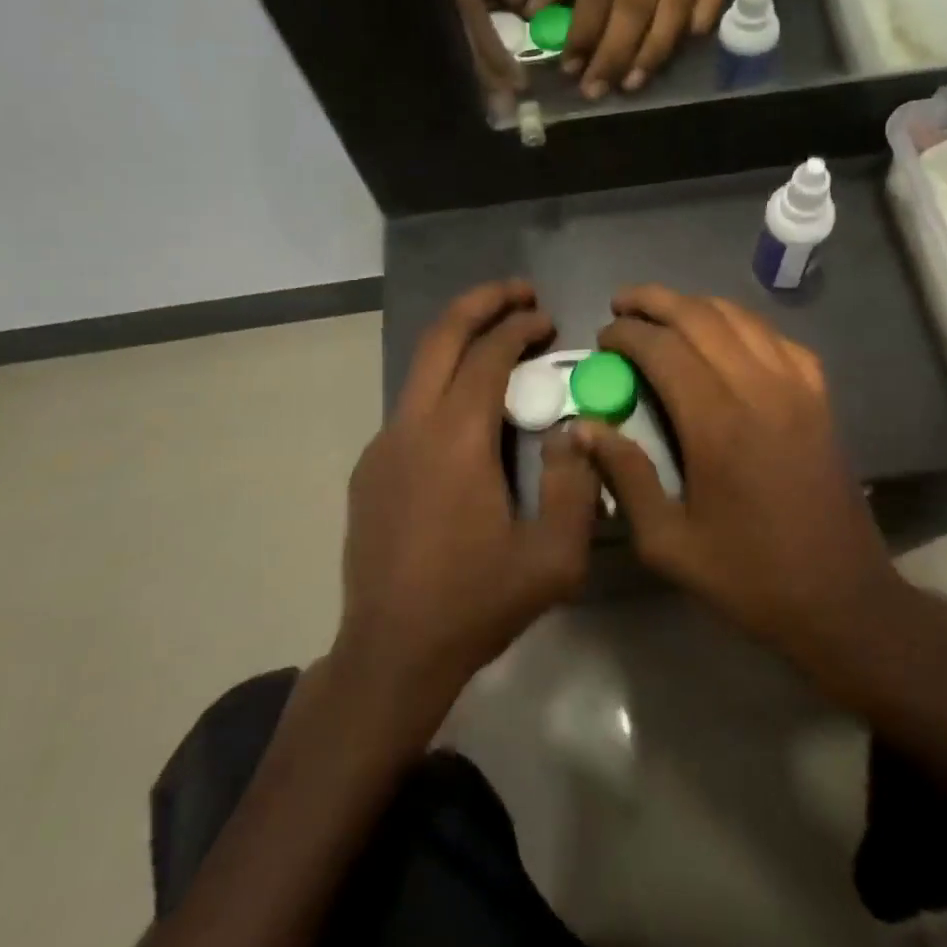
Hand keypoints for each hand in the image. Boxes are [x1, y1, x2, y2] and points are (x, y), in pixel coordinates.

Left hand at [340, 280, 600, 725]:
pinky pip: (411, 406)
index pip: (488, 355)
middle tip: (521, 293)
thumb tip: (574, 429)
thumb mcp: (554, 558)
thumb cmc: (476, 604)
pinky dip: (444, 384)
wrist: (391, 653)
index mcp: (456, 440)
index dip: (520, 326)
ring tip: (501, 342)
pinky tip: (472, 413)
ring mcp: (383, 446)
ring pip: (421, 368)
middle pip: (440, 336)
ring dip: (461, 342)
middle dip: (482, 302)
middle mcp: (411, 427)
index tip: (549, 318)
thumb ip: (576, 485)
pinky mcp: (371, 469)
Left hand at [528, 0, 725, 97]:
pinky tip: (674, 54)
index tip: (569, 67)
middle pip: (636, 6)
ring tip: (630, 84)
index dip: (584, 29)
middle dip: (614, 53)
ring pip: (674, 10)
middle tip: (595, 90)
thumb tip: (534, 11)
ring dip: (652, 53)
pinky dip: (697, 27)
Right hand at [577, 287, 946, 665]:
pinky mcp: (821, 397)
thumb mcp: (669, 543)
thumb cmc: (749, 576)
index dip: (626, 333)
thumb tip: (584, 428)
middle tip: (622, 304)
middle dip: (655, 300)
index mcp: (717, 423)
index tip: (603, 337)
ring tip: (665, 312)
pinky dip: (743, 325)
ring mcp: (797, 388)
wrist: (840, 597)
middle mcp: (759, 389)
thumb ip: (625, 476)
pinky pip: (778, 339)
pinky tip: (727, 338)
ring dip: (697, 305)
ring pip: (741, 318)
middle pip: (701, 316)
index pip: (663, 348)